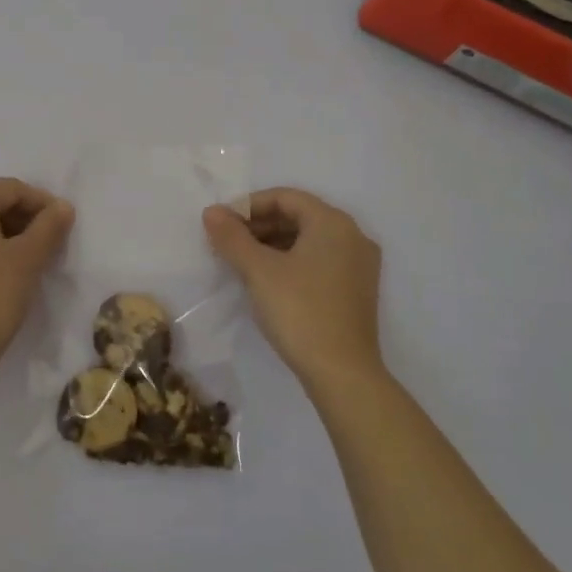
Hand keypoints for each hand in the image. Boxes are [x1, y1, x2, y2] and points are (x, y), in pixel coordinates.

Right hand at [203, 188, 384, 391]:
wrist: (343, 373)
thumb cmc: (299, 311)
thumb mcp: (258, 271)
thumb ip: (232, 237)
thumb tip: (211, 211)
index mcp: (333, 223)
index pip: (285, 197)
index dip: (248, 205)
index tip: (221, 224)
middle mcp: (353, 236)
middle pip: (299, 216)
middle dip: (259, 225)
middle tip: (227, 243)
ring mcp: (359, 265)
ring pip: (309, 240)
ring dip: (273, 244)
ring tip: (242, 262)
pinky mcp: (357, 291)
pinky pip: (320, 261)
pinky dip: (291, 261)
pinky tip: (268, 280)